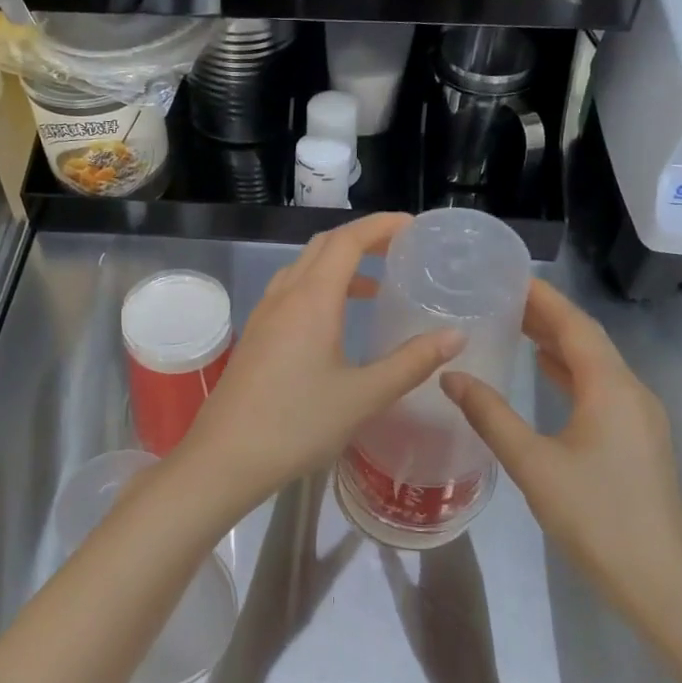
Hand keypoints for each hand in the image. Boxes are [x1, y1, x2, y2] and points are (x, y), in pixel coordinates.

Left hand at [177, 214, 463, 511]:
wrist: (226, 457)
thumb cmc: (298, 424)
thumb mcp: (364, 395)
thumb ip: (411, 362)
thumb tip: (455, 336)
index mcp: (312, 299)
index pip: (347, 240)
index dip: (381, 226)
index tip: (413, 227)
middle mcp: (284, 296)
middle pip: (322, 247)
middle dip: (361, 239)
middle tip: (399, 251)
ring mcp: (263, 315)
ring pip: (302, 269)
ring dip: (338, 265)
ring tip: (374, 287)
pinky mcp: (254, 336)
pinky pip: (289, 293)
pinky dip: (318, 288)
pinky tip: (334, 323)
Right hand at [440, 279, 681, 627]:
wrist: (655, 578)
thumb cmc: (594, 516)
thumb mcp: (532, 463)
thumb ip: (490, 415)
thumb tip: (452, 375)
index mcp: (611, 389)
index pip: (575, 327)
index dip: (544, 300)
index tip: (510, 277)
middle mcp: (632, 392)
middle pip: (588, 340)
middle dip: (548, 317)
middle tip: (504, 297)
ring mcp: (640, 417)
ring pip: (596, 365)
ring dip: (559, 343)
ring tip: (517, 325)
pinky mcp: (638, 439)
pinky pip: (602, 388)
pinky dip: (571, 372)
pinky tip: (547, 372)